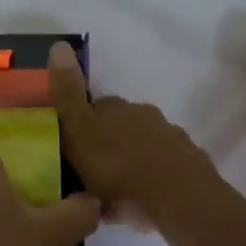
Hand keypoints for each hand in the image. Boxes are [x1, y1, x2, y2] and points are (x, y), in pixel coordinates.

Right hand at [47, 42, 225, 222]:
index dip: (80, 124)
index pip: (92, 107)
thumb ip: (67, 93)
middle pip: (118, 125)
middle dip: (107, 144)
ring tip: (116, 193)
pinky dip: (151, 179)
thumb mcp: (79, 130)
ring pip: (141, 146)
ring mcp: (169, 138)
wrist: (177, 197)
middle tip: (91, 175)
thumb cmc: (117, 166)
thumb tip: (59, 44)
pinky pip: (161, 168)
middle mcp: (143, 114)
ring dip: (129, 161)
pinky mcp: (187, 164)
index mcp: (115, 107)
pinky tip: (142, 201)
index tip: (70, 148)